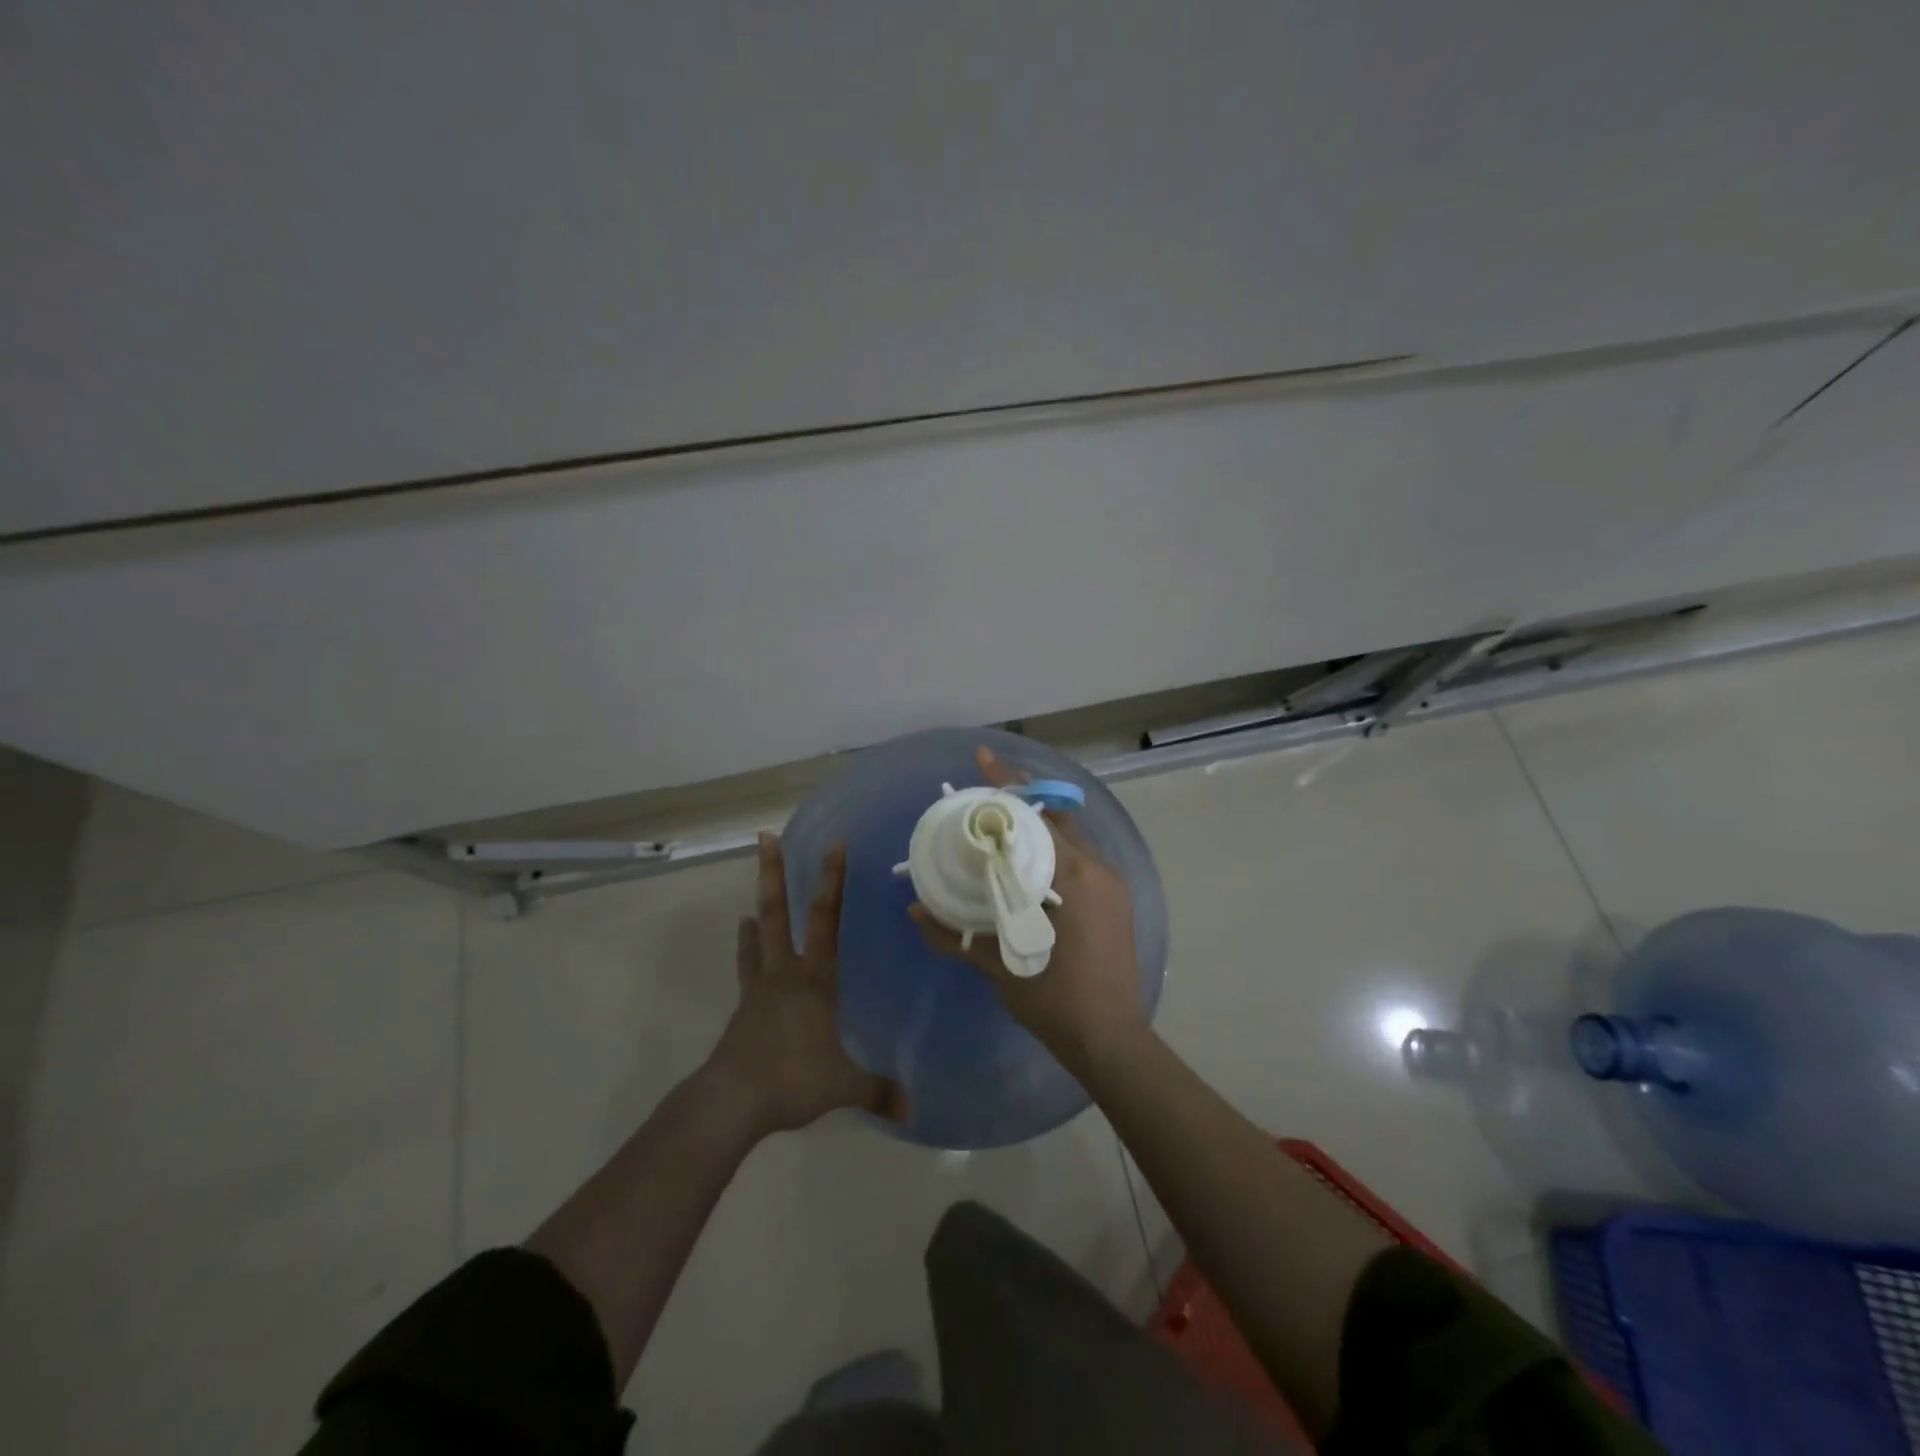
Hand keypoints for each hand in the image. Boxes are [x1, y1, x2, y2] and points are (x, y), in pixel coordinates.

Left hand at [706, 834, 909, 1135]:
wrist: (731, 1101)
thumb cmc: (792, 1079)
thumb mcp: (843, 1087)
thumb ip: (878, 1092)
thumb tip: (914, 1109)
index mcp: (815, 980)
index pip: (828, 920)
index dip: (833, 881)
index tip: (834, 845)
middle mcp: (785, 973)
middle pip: (777, 912)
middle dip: (773, 872)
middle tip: (764, 837)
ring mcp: (758, 989)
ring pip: (757, 936)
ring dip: (757, 910)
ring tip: (753, 896)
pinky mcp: (742, 1009)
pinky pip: (747, 970)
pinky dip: (746, 951)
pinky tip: (744, 941)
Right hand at [911, 747, 1149, 1074]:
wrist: (1111, 1040)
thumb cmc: (1056, 1001)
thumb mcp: (1001, 965)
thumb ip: (955, 934)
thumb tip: (914, 911)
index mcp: (1073, 877)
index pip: (1034, 816)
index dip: (1006, 785)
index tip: (983, 757)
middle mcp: (1097, 868)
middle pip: (1053, 818)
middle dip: (1018, 801)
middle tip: (982, 794)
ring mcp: (1111, 884)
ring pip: (1068, 838)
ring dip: (1036, 827)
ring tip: (1000, 825)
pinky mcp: (1115, 900)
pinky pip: (1079, 860)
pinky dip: (1051, 851)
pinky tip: (1027, 864)